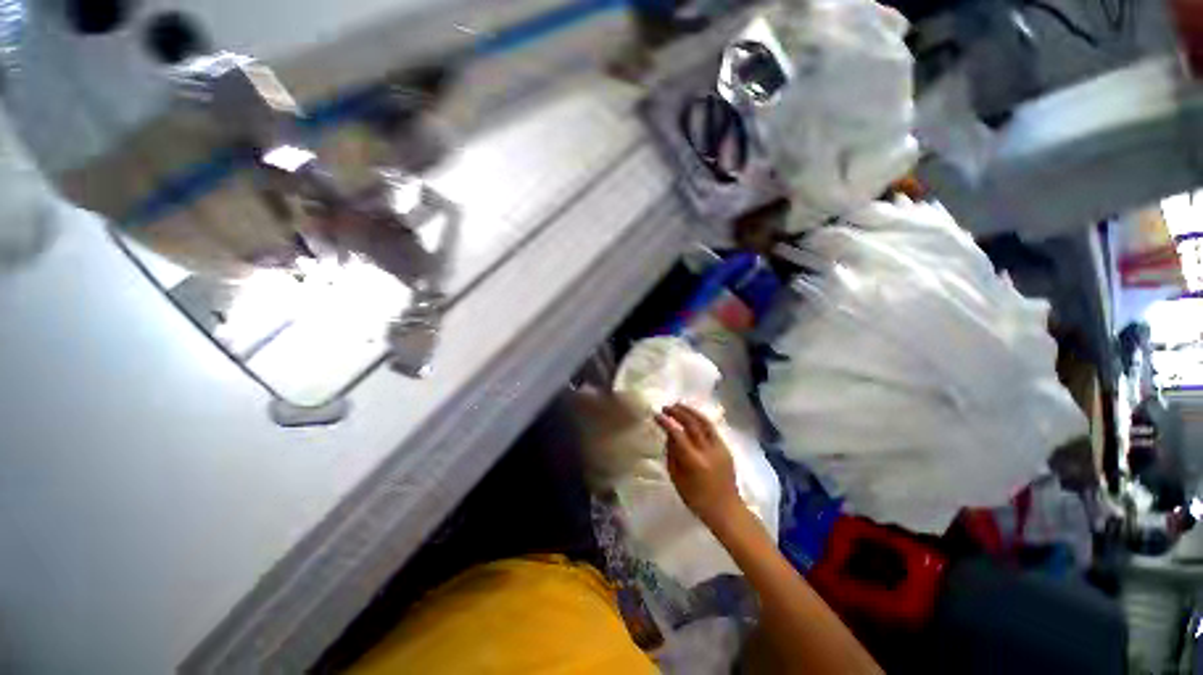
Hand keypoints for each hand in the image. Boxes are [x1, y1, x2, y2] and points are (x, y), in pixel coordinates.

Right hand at [654, 404, 742, 527]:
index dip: (666, 422)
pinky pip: (711, 429)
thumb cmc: (696, 499)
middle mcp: (708, 451)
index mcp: (694, 461)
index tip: (657, 415)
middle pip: (692, 424)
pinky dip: (700, 419)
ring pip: (704, 422)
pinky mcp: (726, 448)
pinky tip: (692, 417)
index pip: (678, 434)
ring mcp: (720, 448)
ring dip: (690, 411)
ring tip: (679, 406)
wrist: (726, 510)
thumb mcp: (677, 479)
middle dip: (678, 412)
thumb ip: (672, 454)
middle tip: (666, 407)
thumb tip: (669, 435)